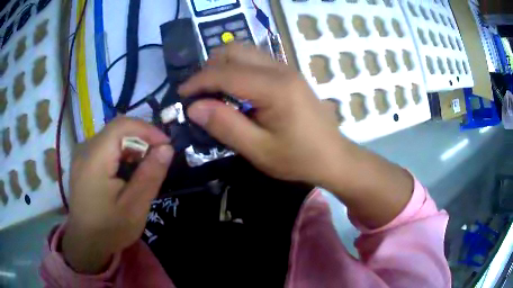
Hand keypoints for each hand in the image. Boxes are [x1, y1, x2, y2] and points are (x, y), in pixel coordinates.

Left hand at [62, 117, 173, 273]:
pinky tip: (126, 173)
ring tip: (143, 169)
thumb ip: (150, 175)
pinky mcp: (83, 161)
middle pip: (117, 130)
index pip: (122, 125)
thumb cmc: (109, 229)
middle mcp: (85, 148)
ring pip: (112, 137)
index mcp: (95, 158)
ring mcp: (82, 153)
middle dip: (141, 140)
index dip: (147, 130)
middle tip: (157, 160)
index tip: (166, 146)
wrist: (86, 243)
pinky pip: (105, 146)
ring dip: (132, 147)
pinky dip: (120, 153)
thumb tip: (167, 148)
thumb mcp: (134, 207)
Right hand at [180, 44, 412, 228]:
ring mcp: (287, 69)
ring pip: (245, 51)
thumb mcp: (259, 150)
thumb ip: (225, 126)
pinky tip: (235, 90)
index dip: (198, 81)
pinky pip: (256, 60)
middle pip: (235, 51)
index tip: (181, 95)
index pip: (225, 73)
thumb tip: (194, 107)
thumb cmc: (299, 158)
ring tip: (213, 92)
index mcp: (274, 88)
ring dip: (223, 66)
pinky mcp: (289, 74)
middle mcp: (281, 69)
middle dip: (210, 68)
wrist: (334, 157)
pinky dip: (237, 69)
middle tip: (199, 94)